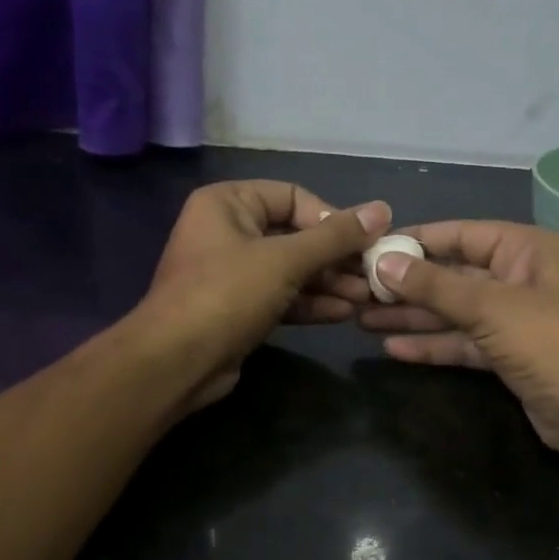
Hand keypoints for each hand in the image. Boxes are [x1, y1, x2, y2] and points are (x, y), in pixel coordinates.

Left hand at [136, 181, 391, 410]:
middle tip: (374, 274)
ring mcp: (232, 273)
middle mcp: (228, 231)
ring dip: (329, 282)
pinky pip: (282, 297)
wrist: (176, 363)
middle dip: (336, 257)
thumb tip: (382, 209)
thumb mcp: (285, 260)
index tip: (366, 240)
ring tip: (368, 297)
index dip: (331, 217)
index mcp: (228, 203)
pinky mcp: (239, 308)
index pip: (293, 196)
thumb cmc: (227, 294)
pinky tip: (344, 313)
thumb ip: (335, 236)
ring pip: (291, 270)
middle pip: (295, 235)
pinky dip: (311, 303)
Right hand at [359, 221, 558, 471]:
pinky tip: (393, 350)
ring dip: (413, 317)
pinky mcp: (509, 356)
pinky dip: (433, 345)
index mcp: (527, 249)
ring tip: (362, 318)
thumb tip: (383, 263)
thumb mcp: (491, 308)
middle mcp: (520, 278)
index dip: (415, 241)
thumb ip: (435, 286)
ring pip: (455, 312)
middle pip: (454, 275)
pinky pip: (464, 343)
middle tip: (358, 290)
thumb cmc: (552, 343)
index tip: (371, 249)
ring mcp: (515, 319)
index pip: (461, 234)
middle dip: (408, 285)